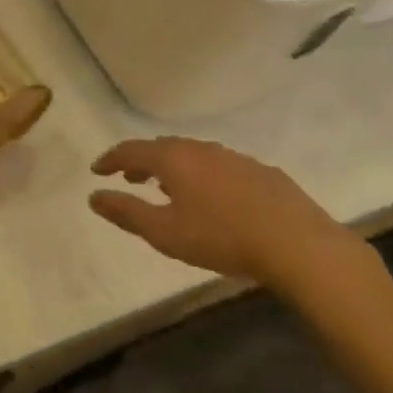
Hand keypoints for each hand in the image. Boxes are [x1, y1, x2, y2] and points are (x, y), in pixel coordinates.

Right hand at [88, 137, 364, 291]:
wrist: (299, 245)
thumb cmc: (222, 237)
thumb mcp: (164, 232)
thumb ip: (126, 212)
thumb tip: (93, 196)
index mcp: (173, 159)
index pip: (131, 150)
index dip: (110, 159)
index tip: (97, 170)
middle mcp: (201, 149)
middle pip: (162, 148)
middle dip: (141, 161)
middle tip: (129, 177)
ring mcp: (234, 158)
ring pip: (193, 155)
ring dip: (173, 167)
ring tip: (167, 186)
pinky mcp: (262, 173)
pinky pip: (219, 166)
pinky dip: (203, 175)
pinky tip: (212, 197)